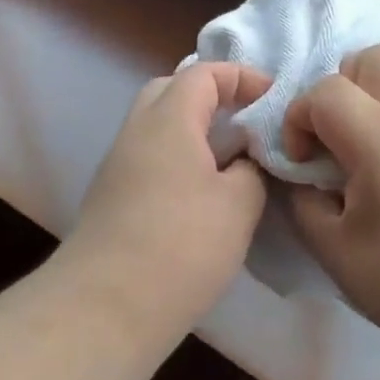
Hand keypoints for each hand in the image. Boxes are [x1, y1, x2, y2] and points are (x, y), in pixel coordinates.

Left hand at [65, 63, 273, 347]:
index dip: (242, 77)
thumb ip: (251, 170)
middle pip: (171, 90)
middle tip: (244, 121)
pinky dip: (177, 159)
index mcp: (168, 119)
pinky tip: (200, 194)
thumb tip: (244, 162)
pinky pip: (149, 157)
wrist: (105, 306)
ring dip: (193, 131)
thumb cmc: (181, 245)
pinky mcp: (110, 197)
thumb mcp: (238, 205)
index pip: (204, 73)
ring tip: (229, 160)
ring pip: (157, 127)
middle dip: (210, 96)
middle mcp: (137, 131)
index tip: (273, 99)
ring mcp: (118, 164)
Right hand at [282, 47, 379, 368]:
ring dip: (372, 93)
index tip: (302, 165)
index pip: (324, 91)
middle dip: (338, 90)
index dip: (297, 121)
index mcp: (379, 135)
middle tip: (334, 141)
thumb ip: (304, 205)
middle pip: (368, 59)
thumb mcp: (336, 253)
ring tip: (365, 144)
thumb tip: (302, 179)